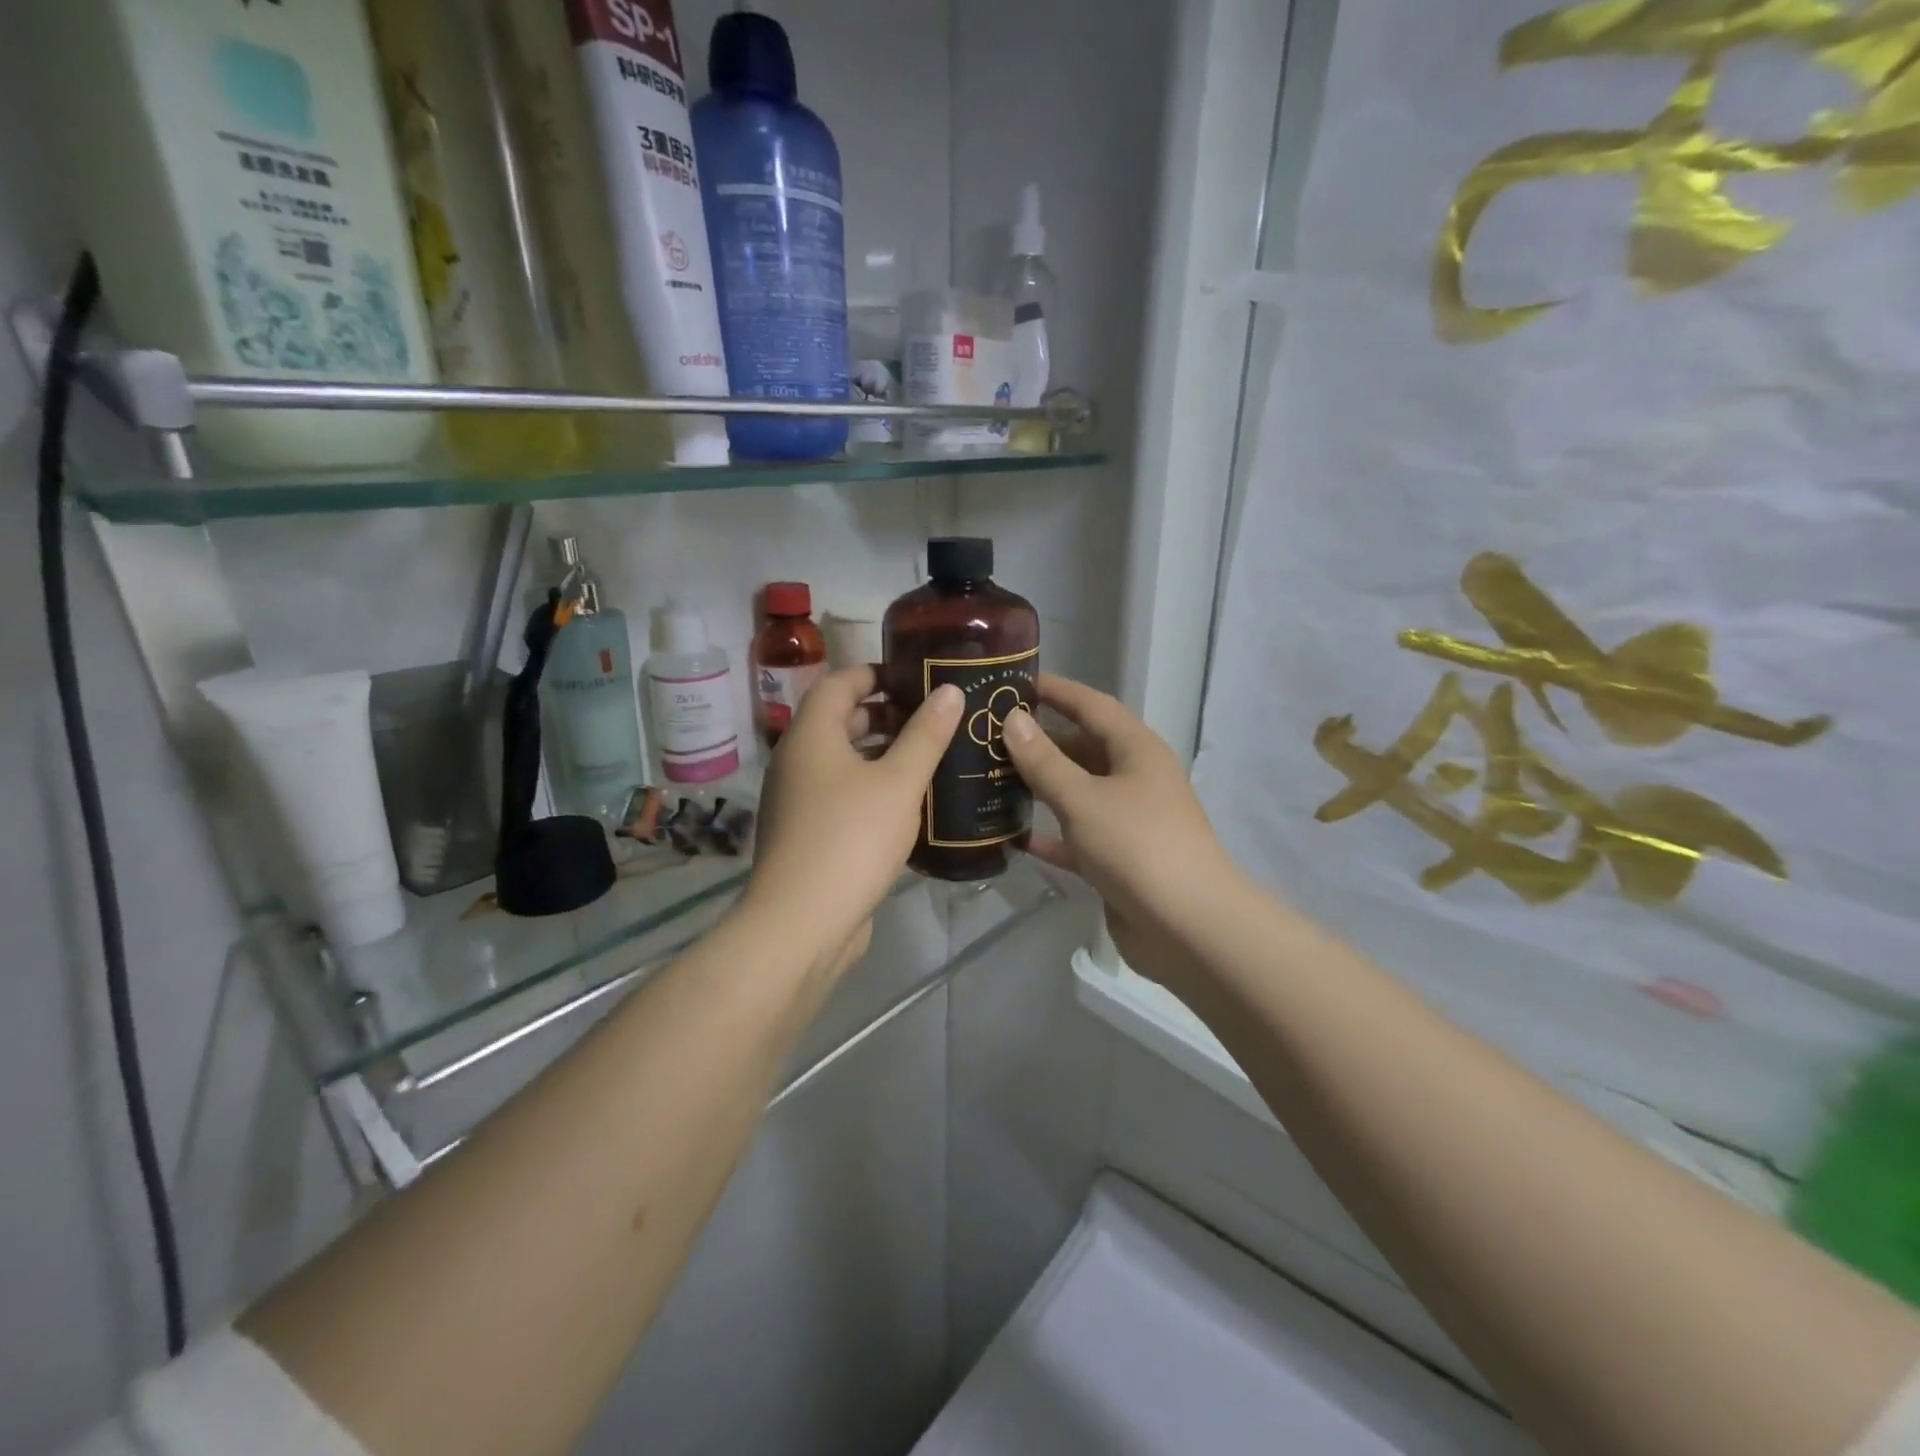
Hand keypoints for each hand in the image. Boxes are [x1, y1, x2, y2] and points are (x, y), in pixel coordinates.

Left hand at [742, 666, 962, 978]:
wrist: (801, 924)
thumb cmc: (851, 838)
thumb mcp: (899, 782)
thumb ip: (926, 735)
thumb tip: (949, 690)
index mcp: (811, 736)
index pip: (839, 683)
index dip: (876, 673)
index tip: (917, 678)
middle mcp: (797, 761)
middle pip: (840, 721)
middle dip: (885, 715)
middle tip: (933, 718)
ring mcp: (798, 801)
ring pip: (843, 762)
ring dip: (882, 755)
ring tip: (930, 758)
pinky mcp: (808, 834)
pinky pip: (842, 795)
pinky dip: (872, 788)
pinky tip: (909, 804)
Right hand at [1002, 675, 1241, 989]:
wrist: (1186, 927)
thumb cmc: (1136, 846)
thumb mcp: (1082, 798)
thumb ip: (1043, 761)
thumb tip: (1013, 720)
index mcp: (1136, 750)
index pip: (1091, 705)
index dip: (1055, 691)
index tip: (1014, 682)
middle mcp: (1135, 778)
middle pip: (1082, 748)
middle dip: (1040, 741)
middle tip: (989, 736)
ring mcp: (1128, 820)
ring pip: (1078, 792)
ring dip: (1041, 786)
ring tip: (991, 778)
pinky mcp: (1118, 859)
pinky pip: (1077, 836)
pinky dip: (1050, 833)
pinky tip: (1013, 835)